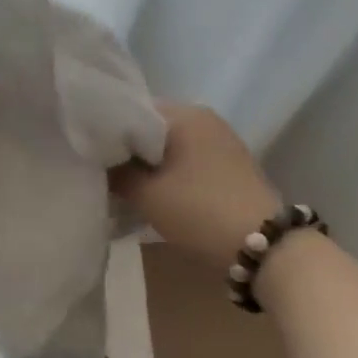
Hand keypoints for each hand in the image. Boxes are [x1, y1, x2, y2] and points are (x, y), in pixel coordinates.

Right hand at [112, 103, 282, 267]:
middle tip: (104, 171)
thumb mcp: (146, 194)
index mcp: (185, 113)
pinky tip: (157, 193)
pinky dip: (170, 172)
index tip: (91, 152)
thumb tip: (98, 161)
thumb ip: (116, 172)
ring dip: (149, 163)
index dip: (108, 130)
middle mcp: (204, 118)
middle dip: (128, 149)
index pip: (132, 109)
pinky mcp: (230, 165)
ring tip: (126, 186)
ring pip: (170, 145)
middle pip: (151, 127)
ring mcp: (221, 141)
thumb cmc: (200, 211)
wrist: (266, 248)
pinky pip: (188, 159)